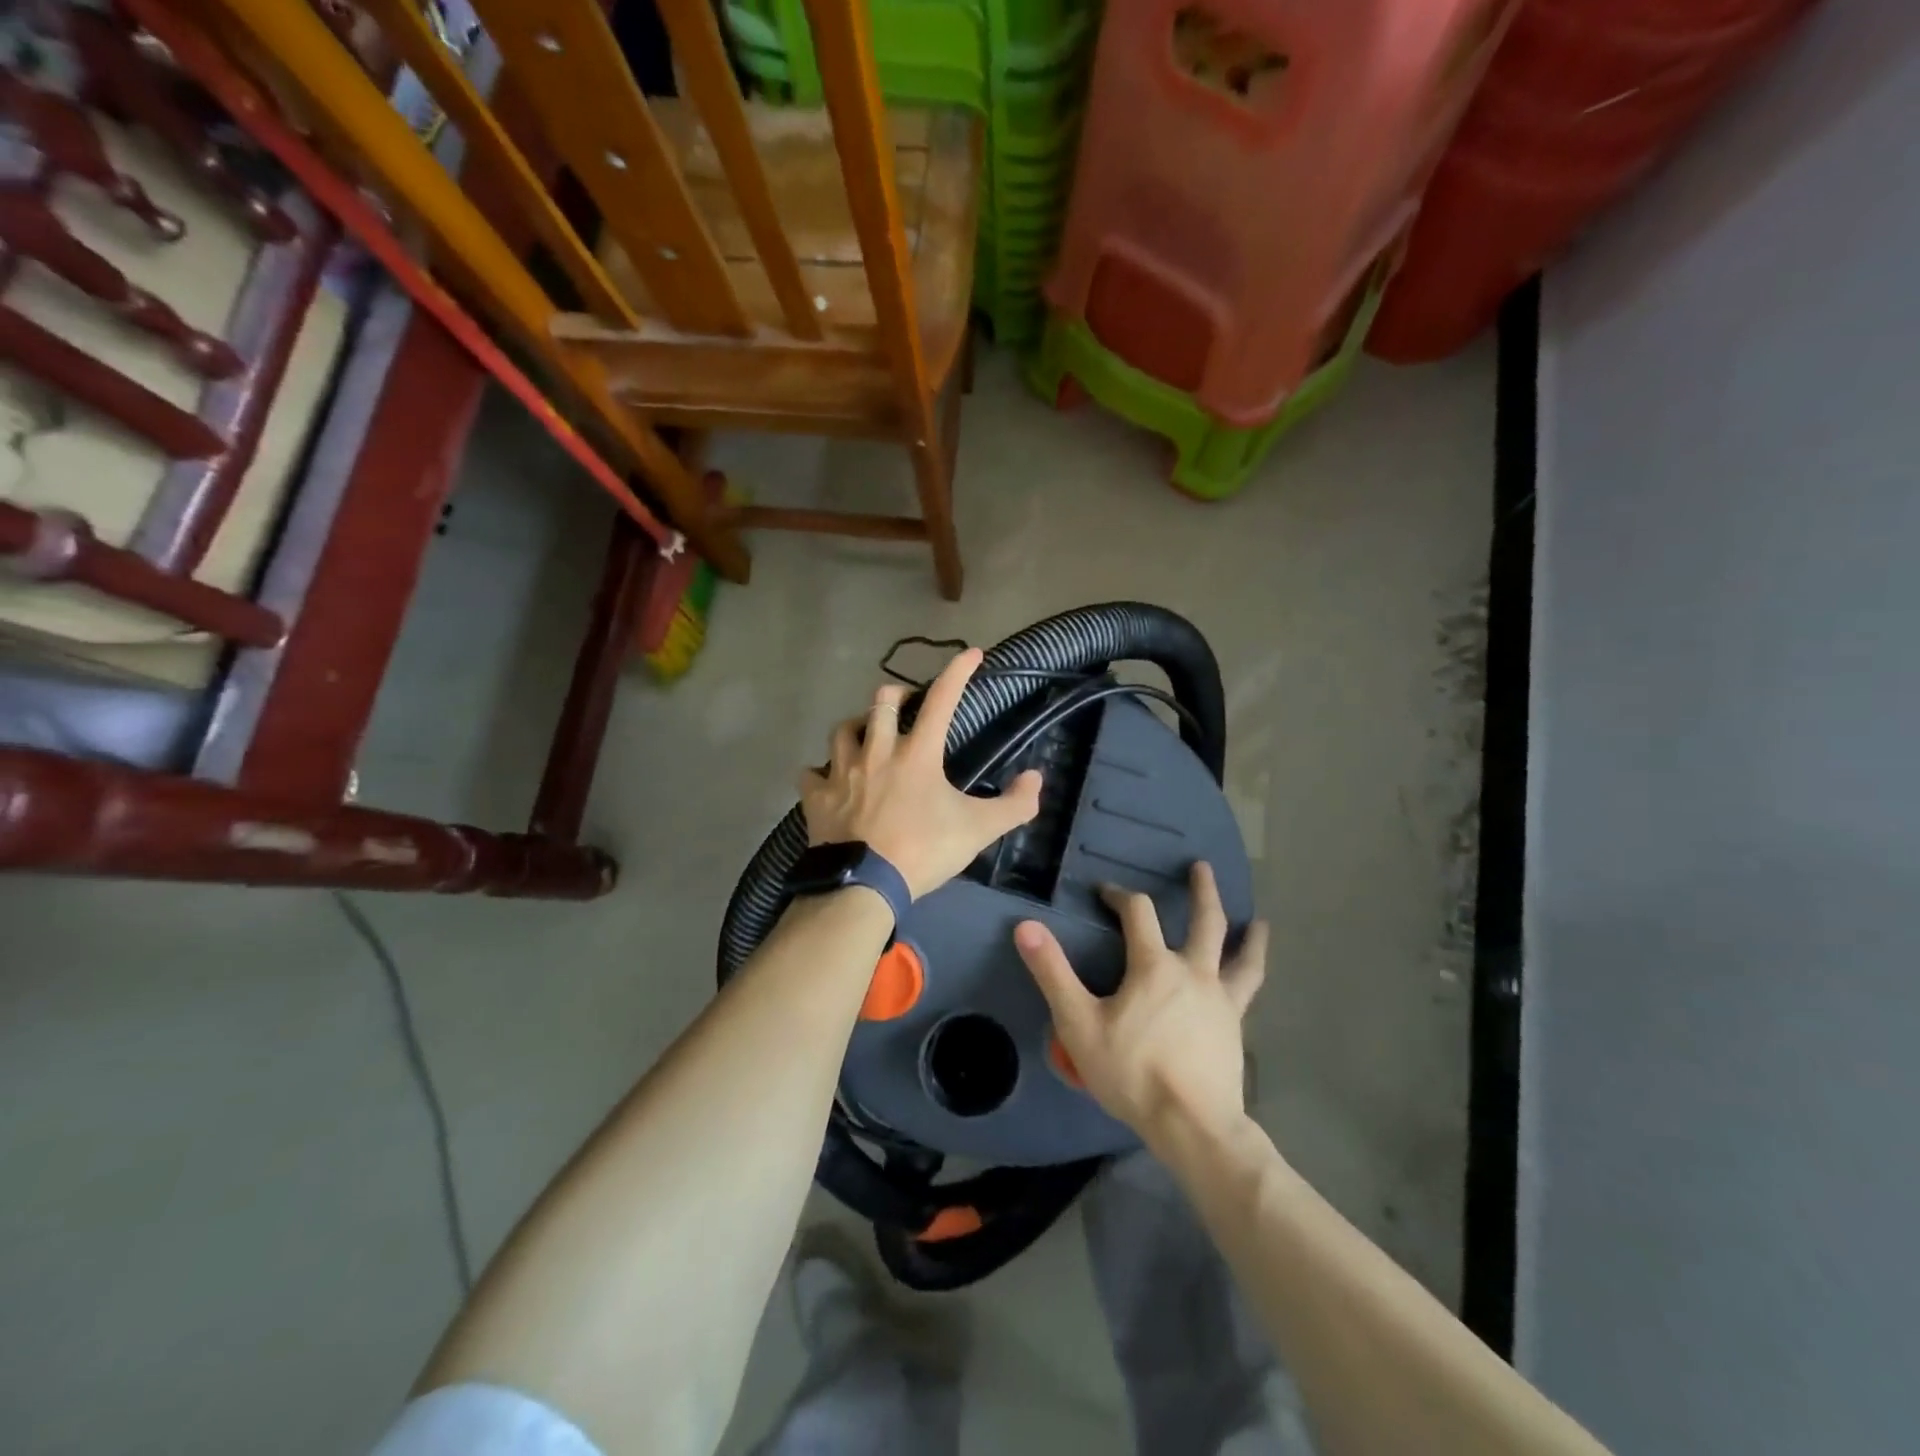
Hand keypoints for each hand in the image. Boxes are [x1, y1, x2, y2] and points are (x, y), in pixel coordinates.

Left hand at [799, 648, 1042, 900]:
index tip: (971, 653)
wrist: (865, 885)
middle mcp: (877, 752)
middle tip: (906, 703)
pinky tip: (827, 778)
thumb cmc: (923, 851)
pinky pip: (811, 773)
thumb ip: (1015, 805)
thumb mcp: (979, 830)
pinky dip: (820, 772)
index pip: (942, 700)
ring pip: (842, 729)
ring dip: (856, 726)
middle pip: (882, 702)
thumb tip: (1036, 779)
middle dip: (897, 694)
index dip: (958, 672)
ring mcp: (842, 772)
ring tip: (866, 734)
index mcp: (917, 754)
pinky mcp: (817, 797)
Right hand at [1015, 862, 1268, 1147]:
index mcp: (1154, 965)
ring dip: (1249, 935)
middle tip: (1201, 867)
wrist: (1192, 1125)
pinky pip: (1248, 991)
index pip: (1138, 912)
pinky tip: (1251, 978)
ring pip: (1240, 957)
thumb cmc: (1131, 1071)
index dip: (1120, 895)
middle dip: (1202, 891)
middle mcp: (1193, 972)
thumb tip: (1026, 926)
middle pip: (1205, 921)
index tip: (1105, 892)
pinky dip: (1253, 975)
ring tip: (1260, 922)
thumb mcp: (1079, 1023)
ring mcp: (1221, 999)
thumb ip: (1053, 973)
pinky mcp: (1235, 1027)